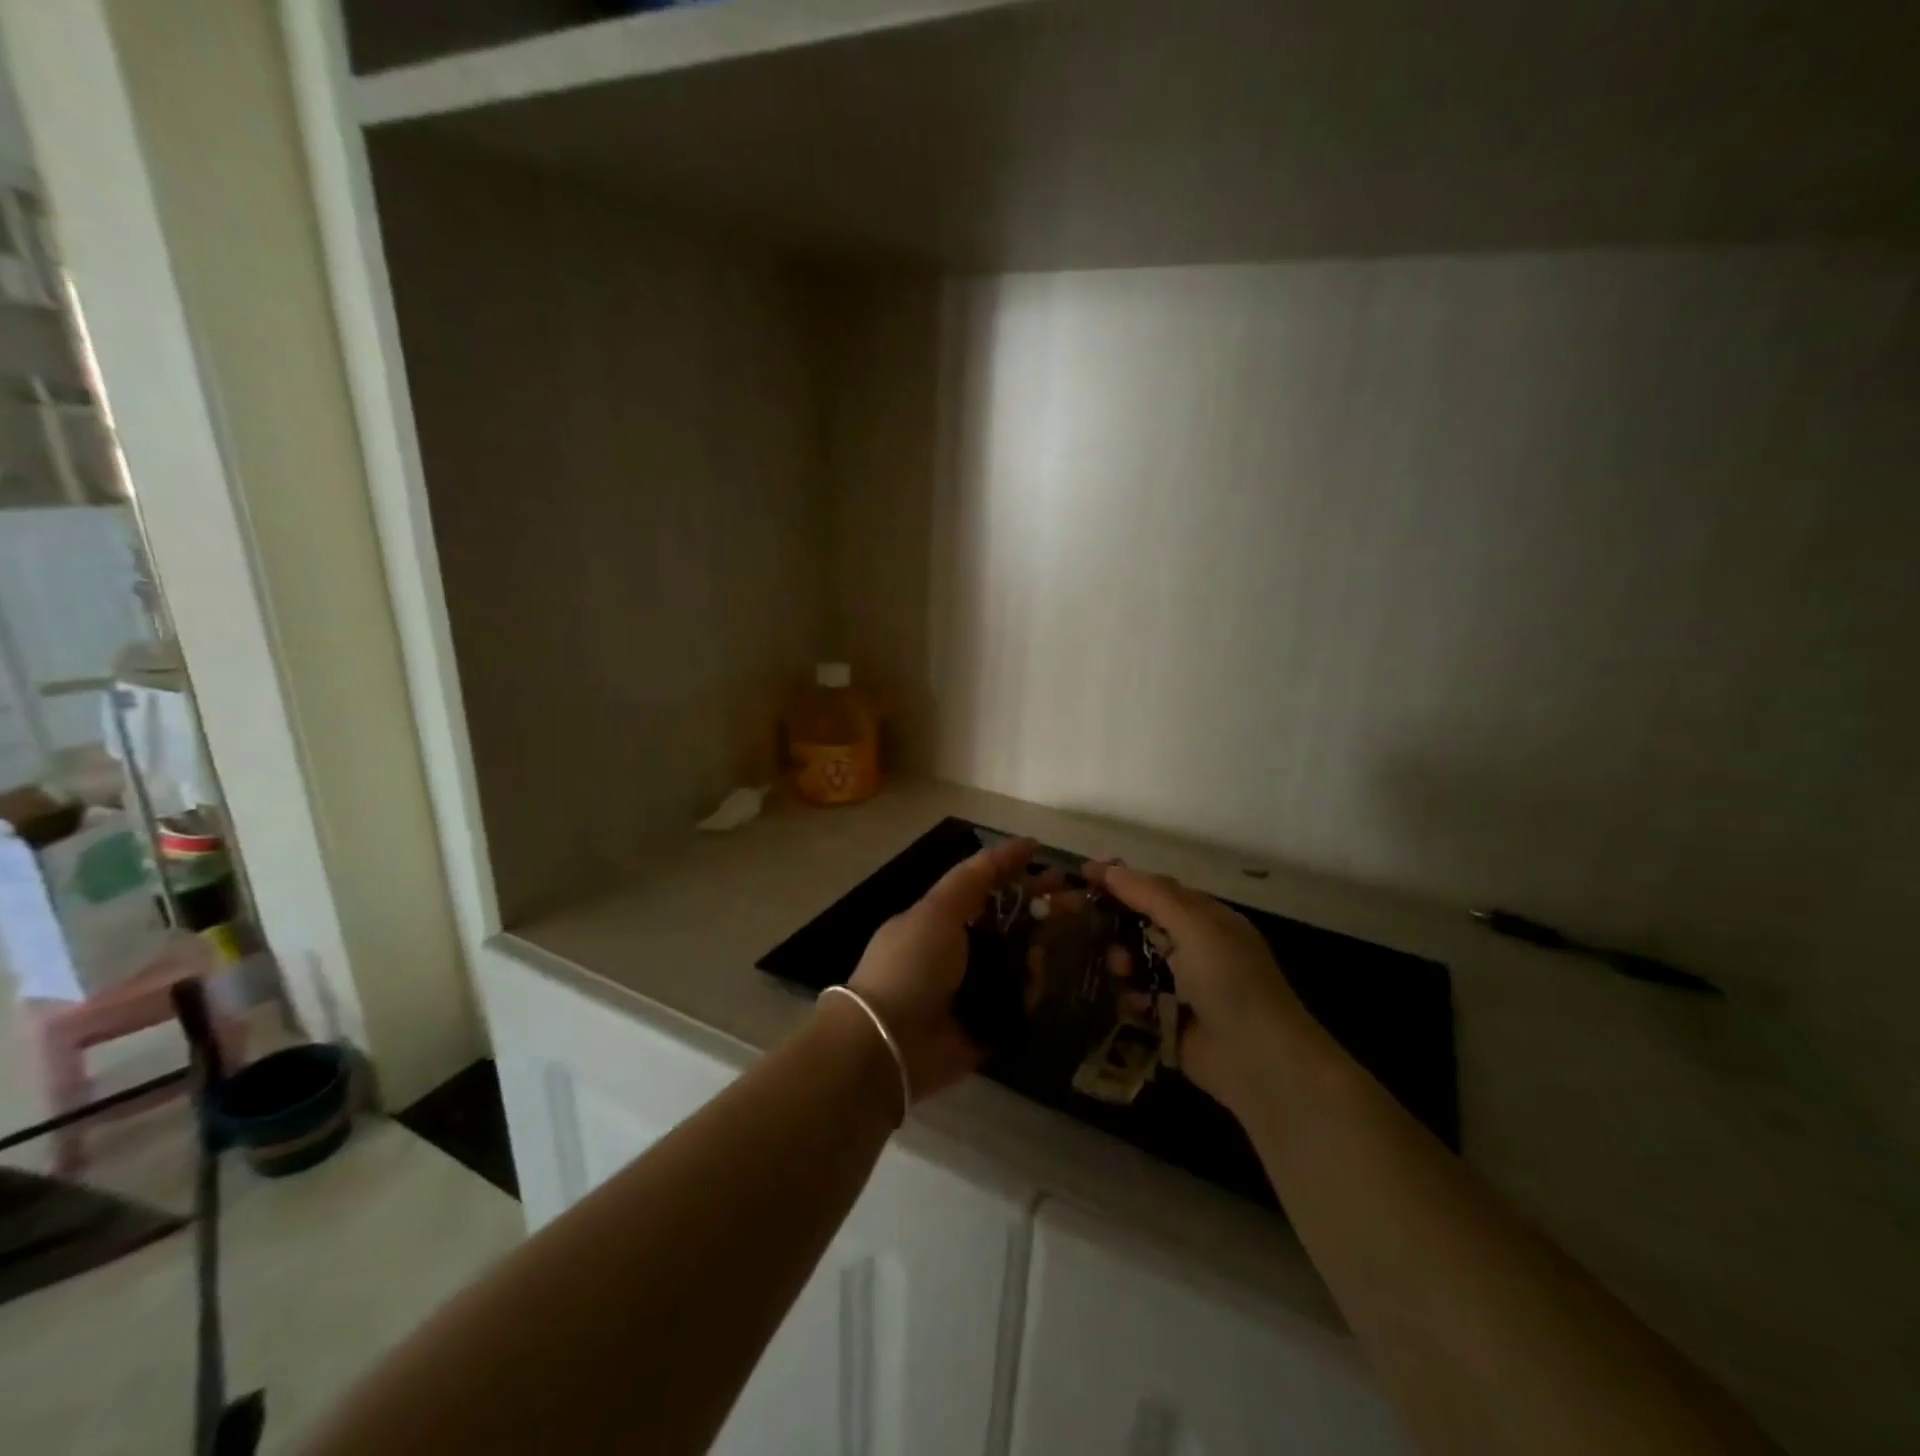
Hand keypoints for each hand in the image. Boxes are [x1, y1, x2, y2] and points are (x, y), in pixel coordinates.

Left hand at [846, 836, 1038, 1103]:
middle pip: (1009, 922)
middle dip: (1040, 909)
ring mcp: (973, 987)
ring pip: (1019, 961)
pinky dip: (1030, 992)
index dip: (1016, 870)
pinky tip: (1037, 983)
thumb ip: (974, 877)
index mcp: (941, 918)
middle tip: (1078, 902)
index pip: (986, 886)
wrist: (889, 1042)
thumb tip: (1019, 845)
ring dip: (1037, 951)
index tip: (1051, 861)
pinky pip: (1019, 1002)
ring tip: (1048, 949)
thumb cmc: (911, 965)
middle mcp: (958, 949)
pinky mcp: (987, 1023)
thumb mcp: (937, 910)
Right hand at [1085, 862, 1315, 1111]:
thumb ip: (1152, 895)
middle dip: (1116, 923)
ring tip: (1121, 970)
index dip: (1122, 880)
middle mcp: (1194, 948)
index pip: (1156, 889)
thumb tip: (1111, 868)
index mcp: (1206, 919)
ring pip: (1135, 961)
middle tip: (1087, 924)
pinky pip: (1136, 998)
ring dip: (1122, 961)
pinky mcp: (1169, 1019)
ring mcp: (1181, 985)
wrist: (1258, 1060)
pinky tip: (1132, 1003)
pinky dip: (1130, 998)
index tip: (1083, 874)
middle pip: (1142, 924)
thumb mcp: (1195, 927)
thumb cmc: (1230, 981)